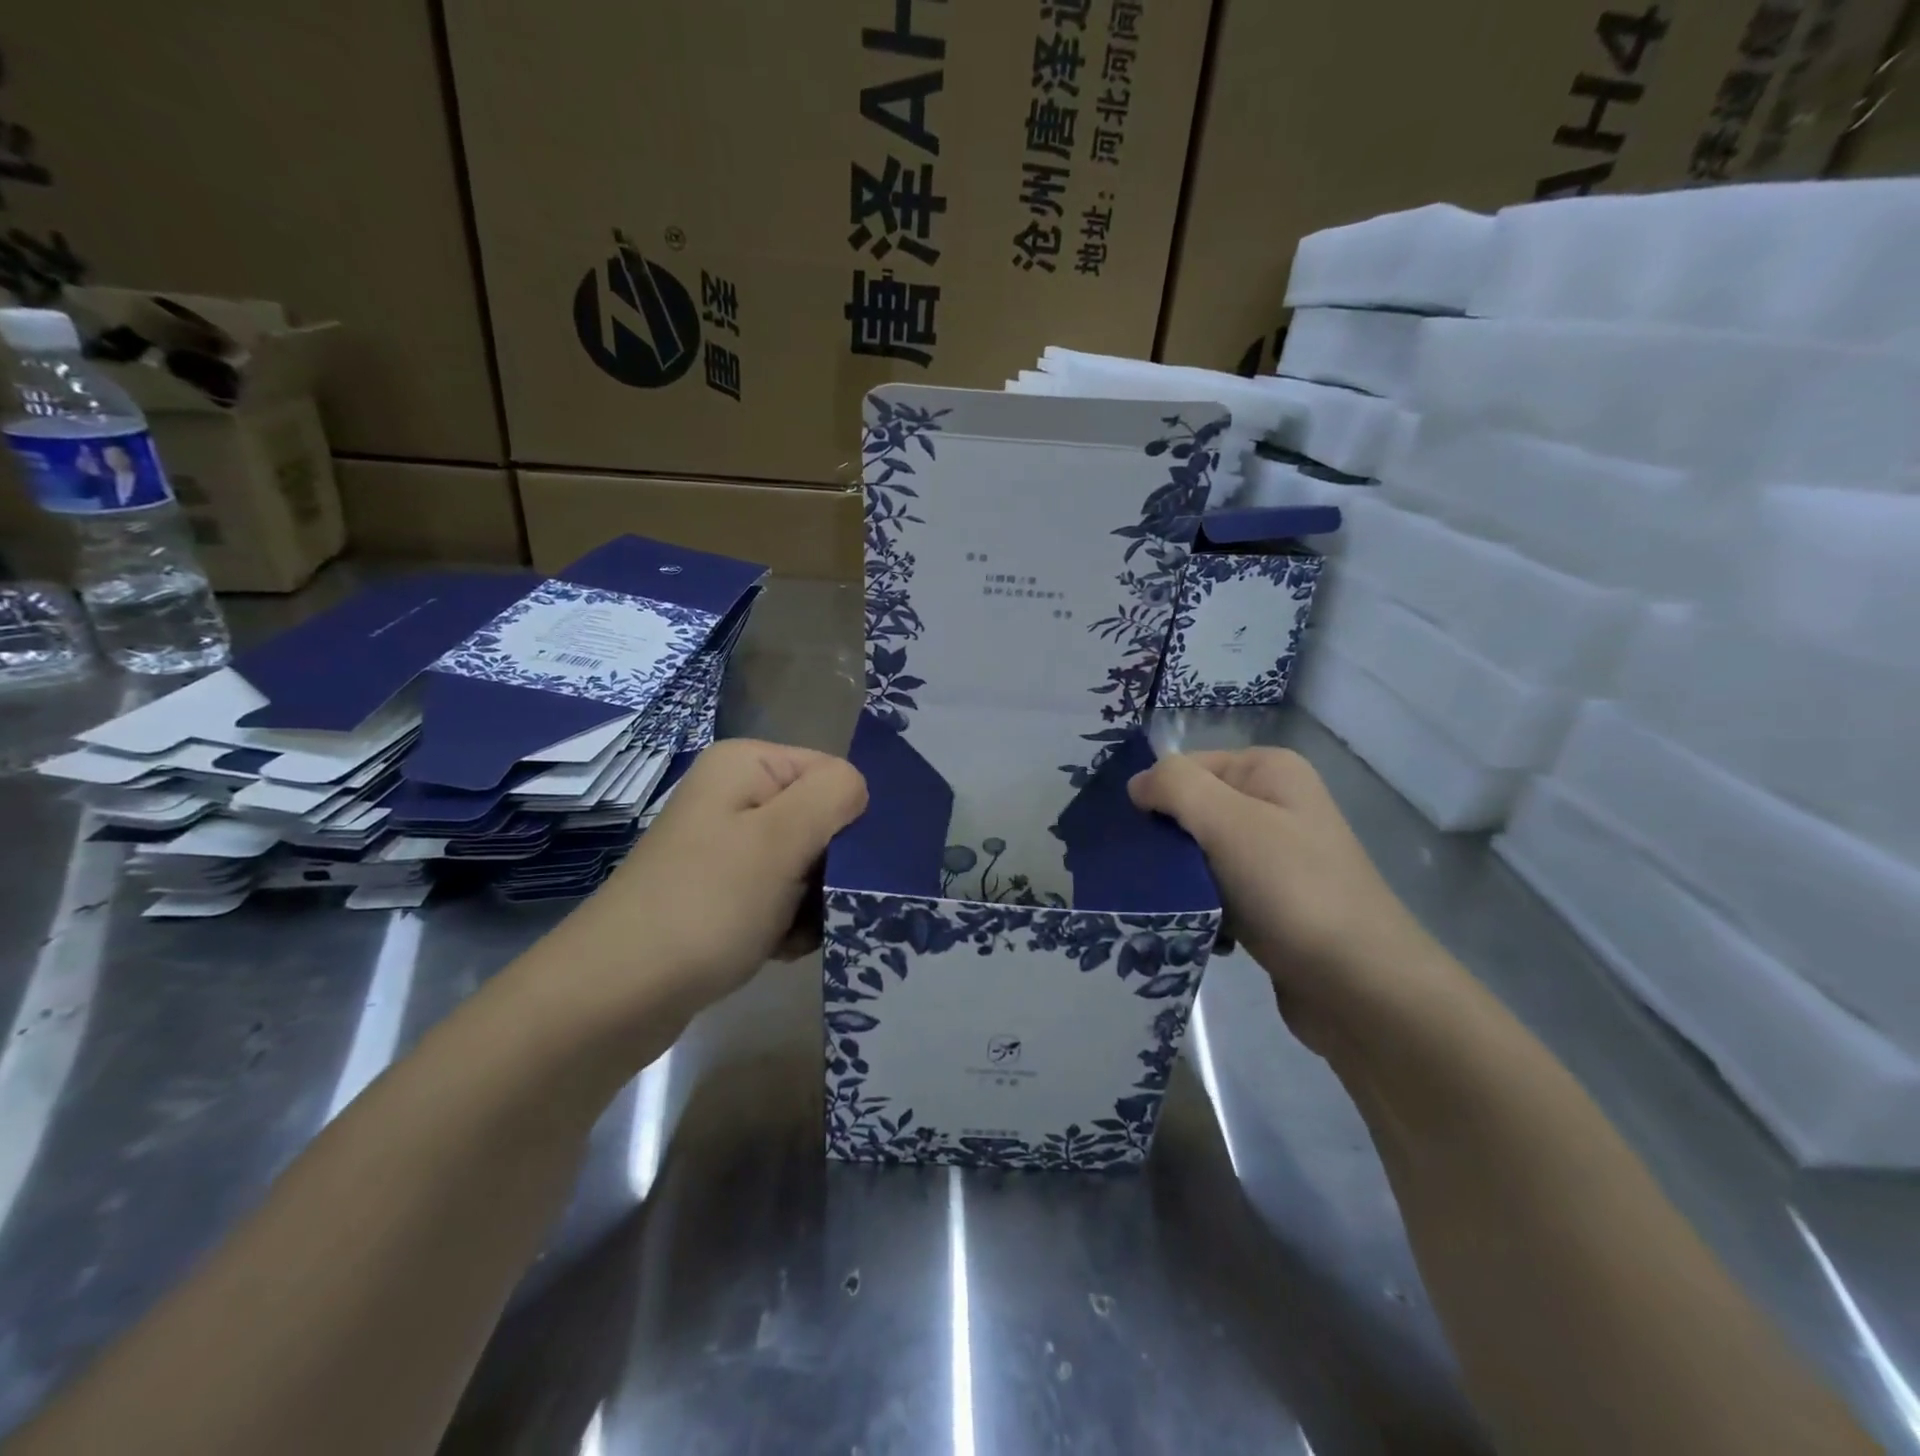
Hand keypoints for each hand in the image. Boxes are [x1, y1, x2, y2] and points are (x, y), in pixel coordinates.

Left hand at [548, 740, 867, 1020]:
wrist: (615, 996)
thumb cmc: (705, 906)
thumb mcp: (780, 840)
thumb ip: (833, 796)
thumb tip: (860, 789)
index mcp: (747, 765)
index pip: (835, 775)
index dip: (848, 820)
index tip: (841, 867)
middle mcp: (735, 796)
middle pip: (822, 821)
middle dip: (830, 868)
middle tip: (815, 906)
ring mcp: (727, 846)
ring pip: (807, 865)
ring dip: (812, 903)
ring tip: (789, 932)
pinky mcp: (722, 891)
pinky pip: (781, 897)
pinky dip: (788, 923)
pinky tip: (774, 947)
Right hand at [1129, 748, 1443, 1049]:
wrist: (1362, 988)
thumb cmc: (1292, 891)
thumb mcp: (1229, 822)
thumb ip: (1176, 787)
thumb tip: (1136, 784)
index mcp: (1268, 771)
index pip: (1185, 768)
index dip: (1154, 798)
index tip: (1132, 839)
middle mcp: (1274, 805)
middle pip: (1191, 812)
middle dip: (1165, 845)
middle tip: (1144, 877)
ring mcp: (1274, 856)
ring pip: (1198, 857)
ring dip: (1180, 883)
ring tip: (1169, 909)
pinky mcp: (1270, 903)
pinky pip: (1216, 894)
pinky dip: (1201, 911)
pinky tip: (1201, 933)